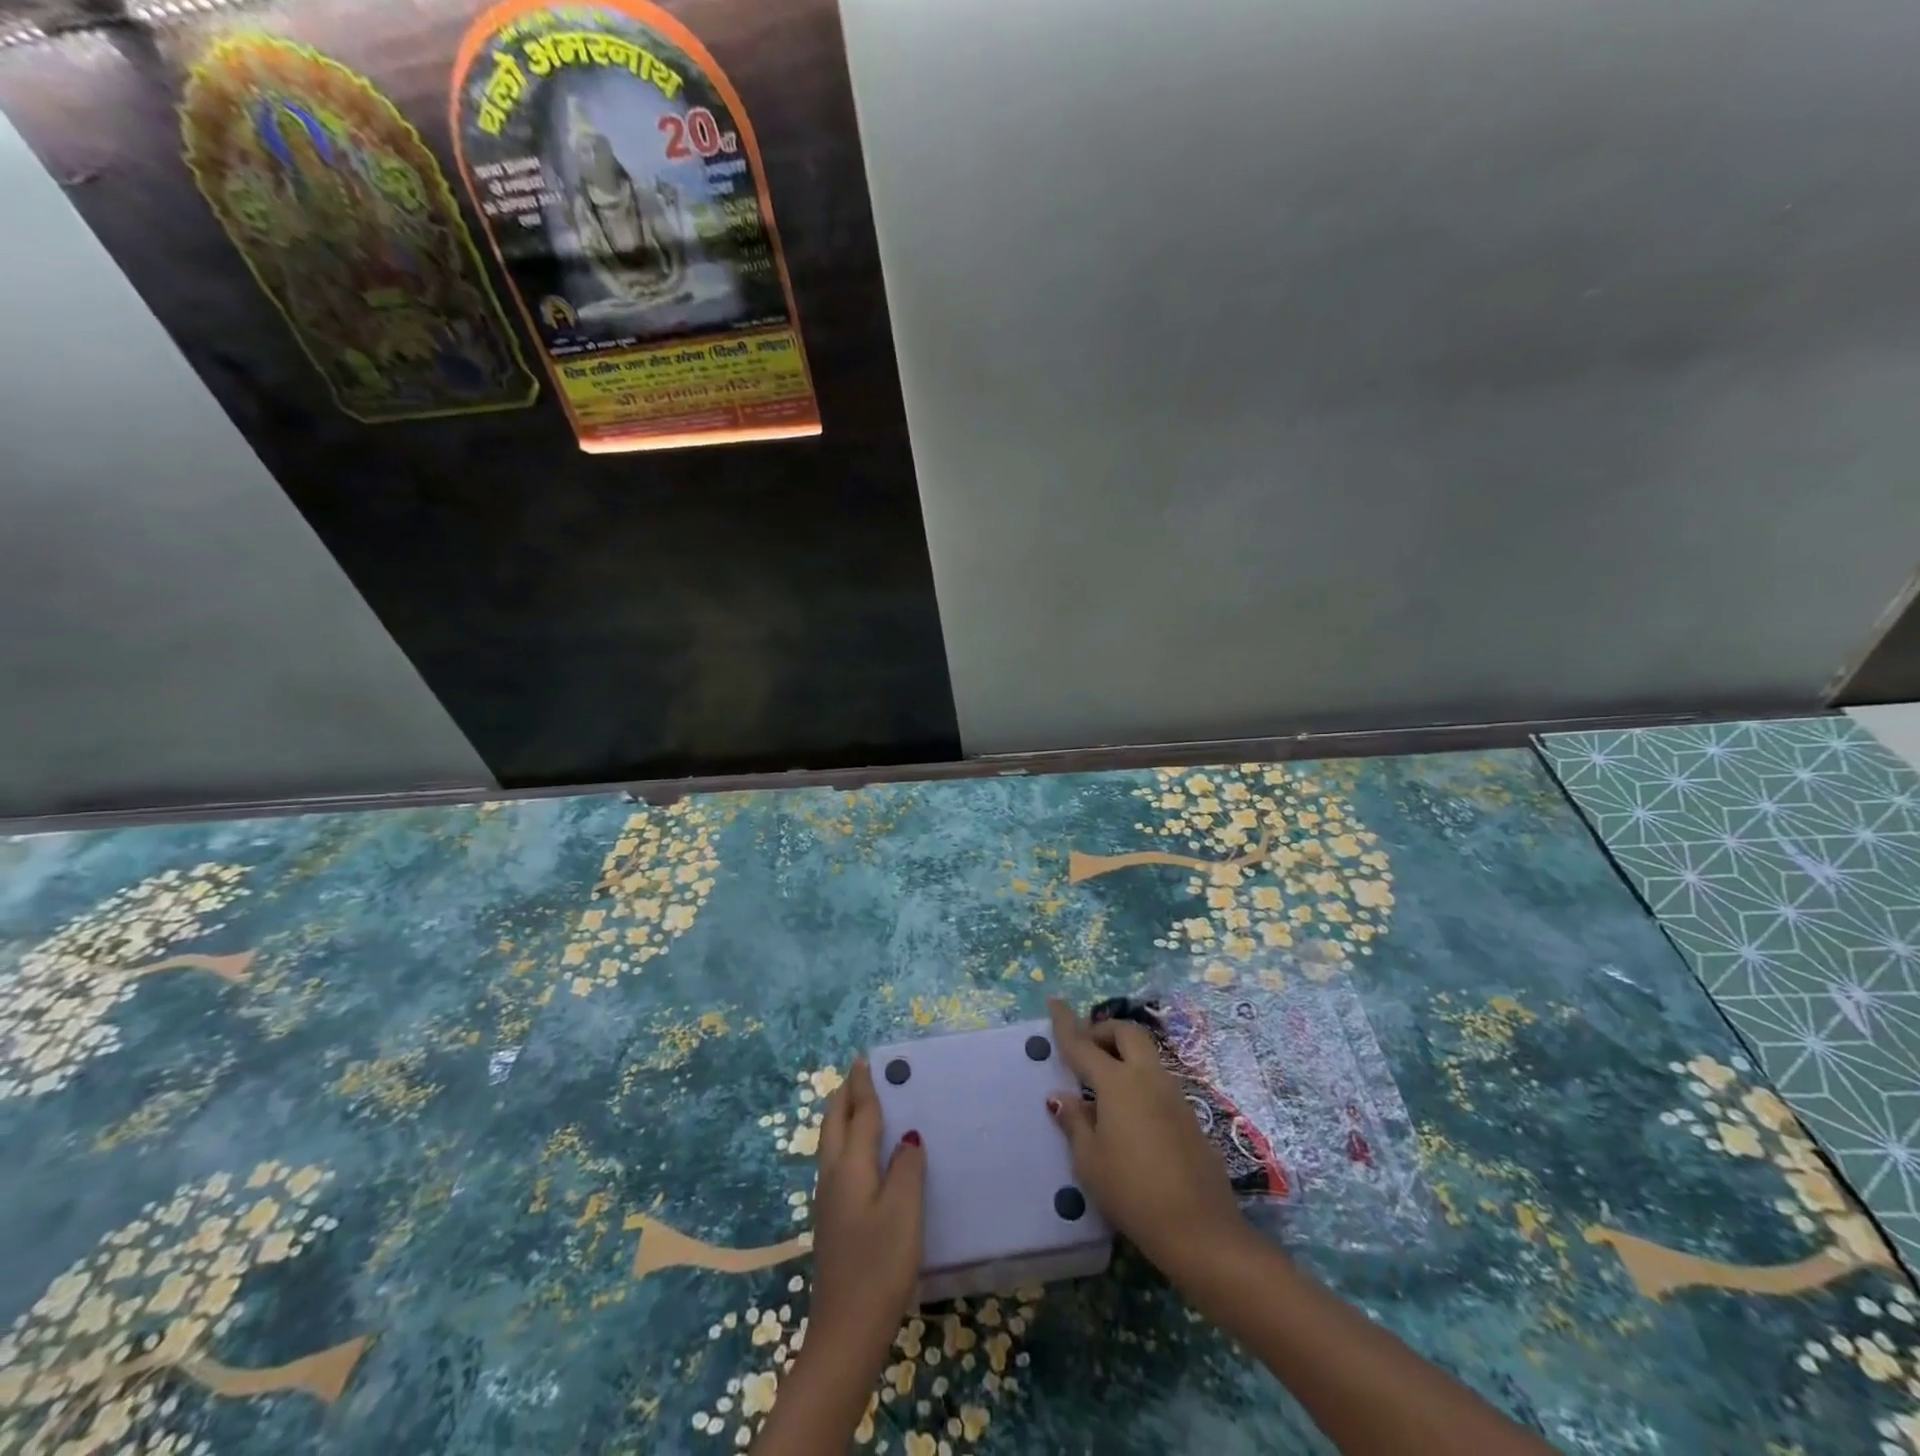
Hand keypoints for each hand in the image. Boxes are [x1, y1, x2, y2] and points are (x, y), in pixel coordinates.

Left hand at [807, 1059, 926, 1363]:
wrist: (846, 1331)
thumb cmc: (879, 1264)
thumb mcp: (904, 1210)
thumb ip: (907, 1167)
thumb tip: (908, 1136)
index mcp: (850, 1166)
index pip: (858, 1114)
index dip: (863, 1086)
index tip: (863, 1059)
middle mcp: (833, 1175)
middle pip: (834, 1123)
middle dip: (844, 1095)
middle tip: (860, 1073)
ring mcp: (828, 1199)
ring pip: (831, 1143)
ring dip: (843, 1116)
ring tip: (861, 1103)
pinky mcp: (832, 1219)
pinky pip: (837, 1161)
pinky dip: (847, 1140)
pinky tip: (862, 1153)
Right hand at [1046, 998, 1249, 1276]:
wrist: (1199, 1228)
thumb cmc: (1132, 1192)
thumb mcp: (1090, 1161)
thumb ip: (1075, 1122)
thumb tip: (1061, 1096)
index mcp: (1118, 1083)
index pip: (1084, 1045)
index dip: (1066, 1023)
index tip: (1054, 1001)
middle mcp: (1147, 1077)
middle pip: (1126, 1033)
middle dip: (1103, 1031)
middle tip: (1086, 1051)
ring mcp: (1174, 1094)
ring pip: (1146, 1054)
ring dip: (1123, 1054)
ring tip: (1104, 1084)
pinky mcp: (1190, 1114)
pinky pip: (1158, 1080)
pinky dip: (1139, 1079)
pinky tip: (1130, 1113)